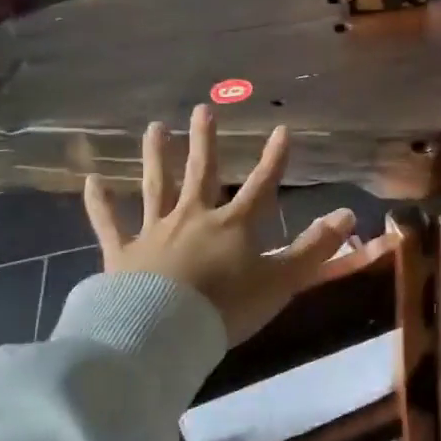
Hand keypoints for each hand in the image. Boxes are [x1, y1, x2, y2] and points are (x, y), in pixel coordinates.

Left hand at [83, 105, 393, 345]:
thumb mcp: (281, 280)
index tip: (281, 129)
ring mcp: (155, 231)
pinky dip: (100, 203)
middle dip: (205, 141)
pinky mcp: (122, 253)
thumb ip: (315, 248)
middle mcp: (194, 217)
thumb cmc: (226, 307)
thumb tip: (349, 214)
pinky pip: (110, 223)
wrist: (162, 332)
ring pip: (156, 186)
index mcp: (233, 225)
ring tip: (154, 127)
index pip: (261, 185)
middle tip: (202, 109)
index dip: (274, 158)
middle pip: (202, 173)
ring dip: (155, 156)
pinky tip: (91, 180)